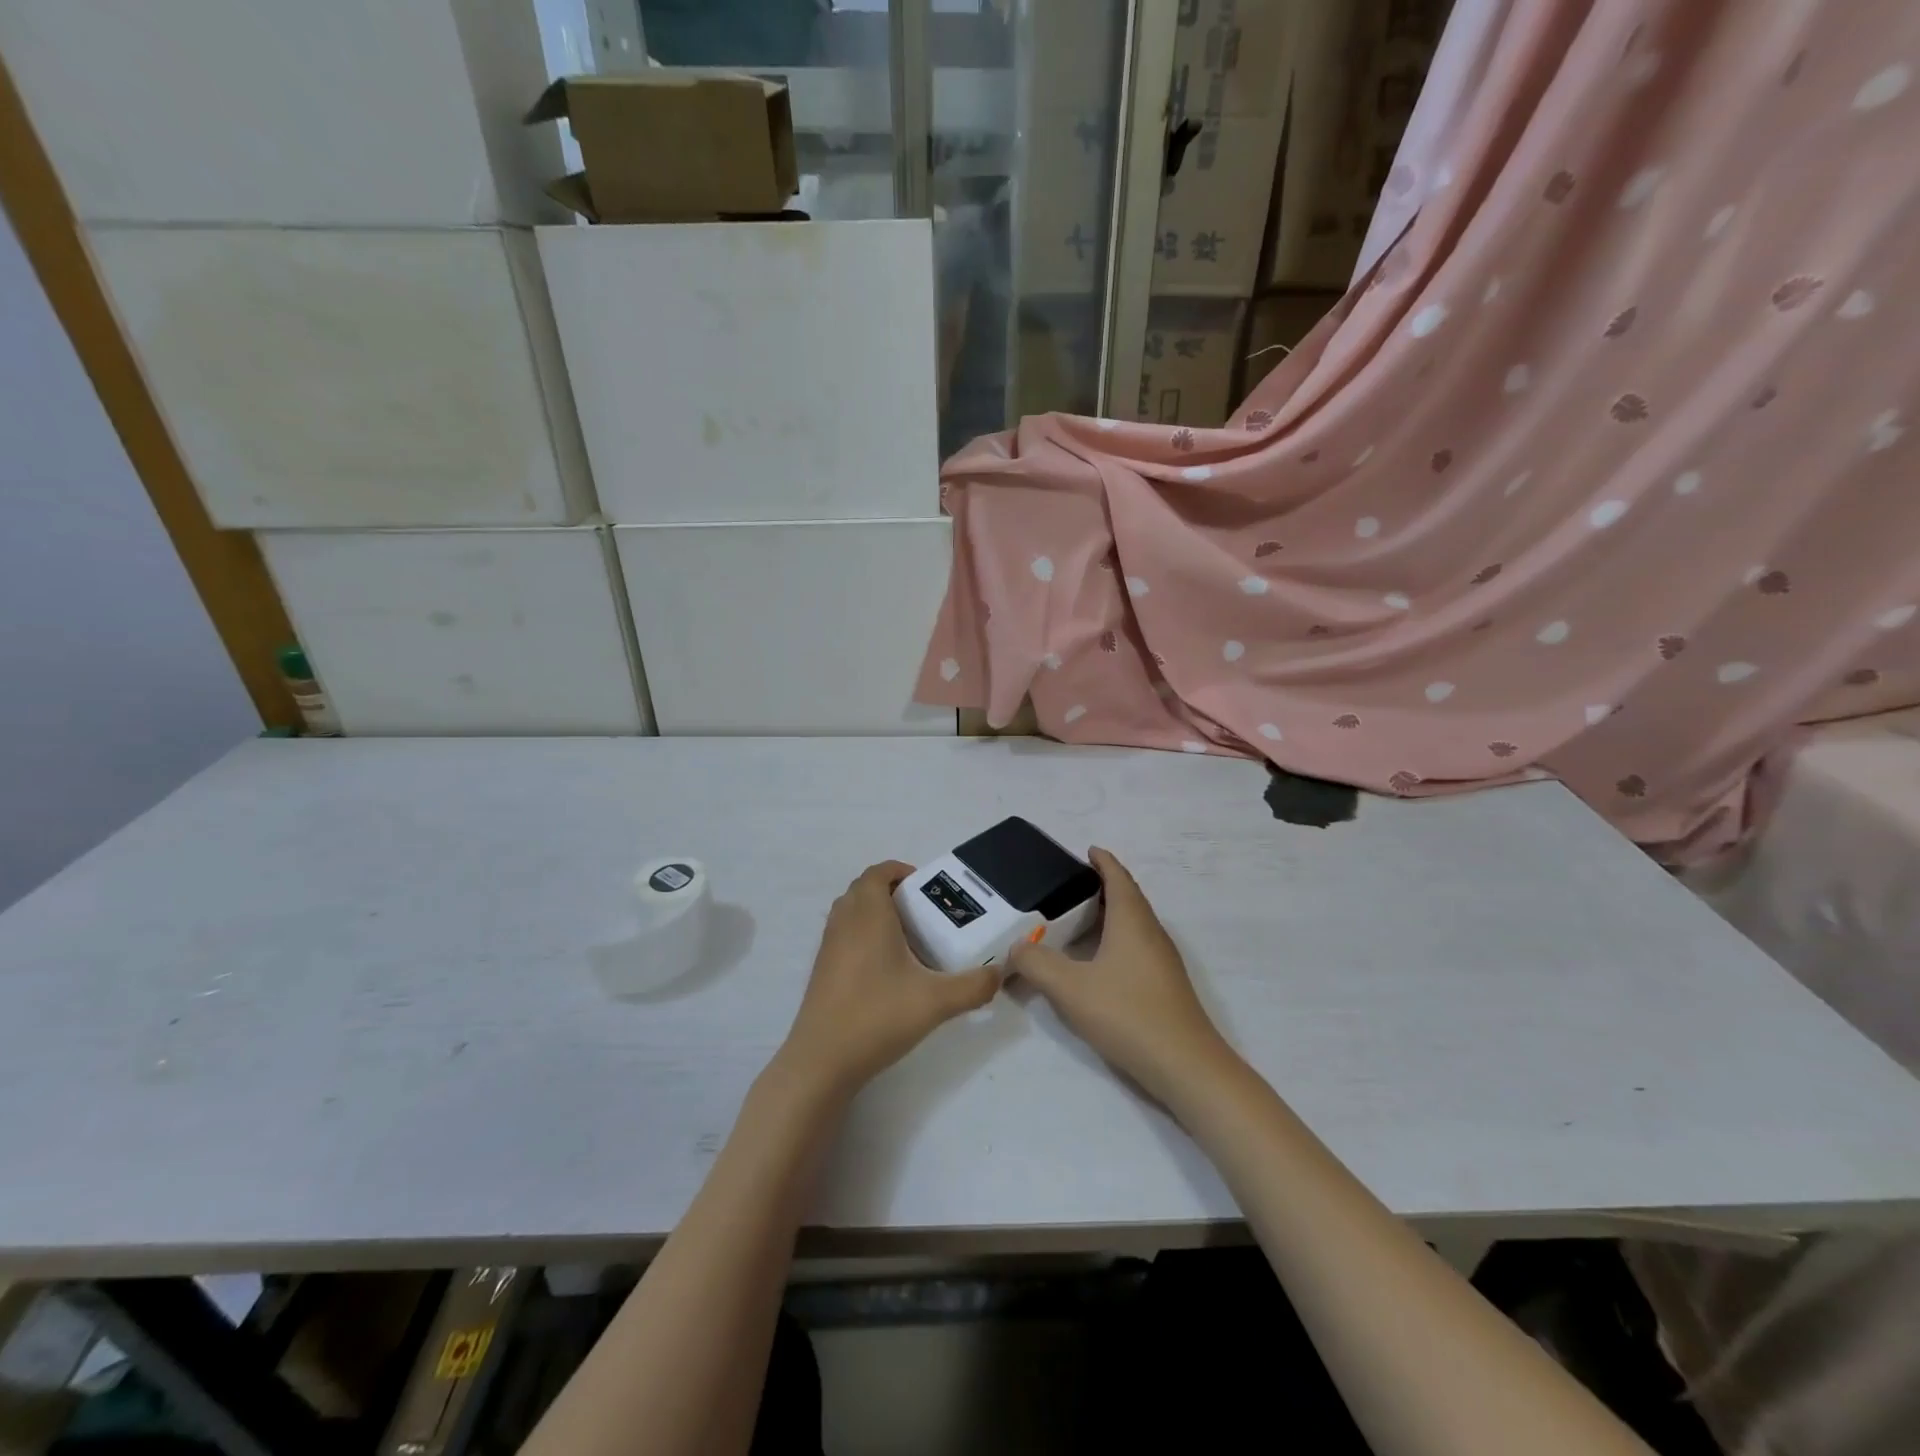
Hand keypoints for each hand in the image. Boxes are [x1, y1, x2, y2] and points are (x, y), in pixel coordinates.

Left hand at [776, 861, 1001, 1099]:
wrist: (821, 1061)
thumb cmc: (877, 1016)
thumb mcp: (937, 1002)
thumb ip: (974, 986)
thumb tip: (999, 975)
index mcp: (868, 914)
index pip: (878, 873)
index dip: (901, 871)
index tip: (927, 886)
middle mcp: (844, 922)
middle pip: (864, 889)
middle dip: (892, 891)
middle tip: (924, 911)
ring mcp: (828, 947)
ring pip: (851, 913)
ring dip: (876, 913)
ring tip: (909, 938)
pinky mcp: (822, 971)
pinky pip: (844, 936)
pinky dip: (863, 937)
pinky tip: (887, 969)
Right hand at [1010, 847, 1233, 1105]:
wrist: (1185, 1066)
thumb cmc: (1127, 1014)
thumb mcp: (1070, 988)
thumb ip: (1037, 963)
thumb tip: (1017, 947)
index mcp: (1132, 921)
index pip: (1118, 878)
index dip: (1103, 862)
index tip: (1088, 850)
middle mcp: (1151, 932)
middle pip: (1129, 897)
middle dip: (1103, 886)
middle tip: (1070, 886)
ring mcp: (1163, 960)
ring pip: (1134, 924)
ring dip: (1111, 914)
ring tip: (1079, 920)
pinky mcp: (1165, 985)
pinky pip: (1138, 946)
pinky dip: (1117, 939)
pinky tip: (1099, 961)